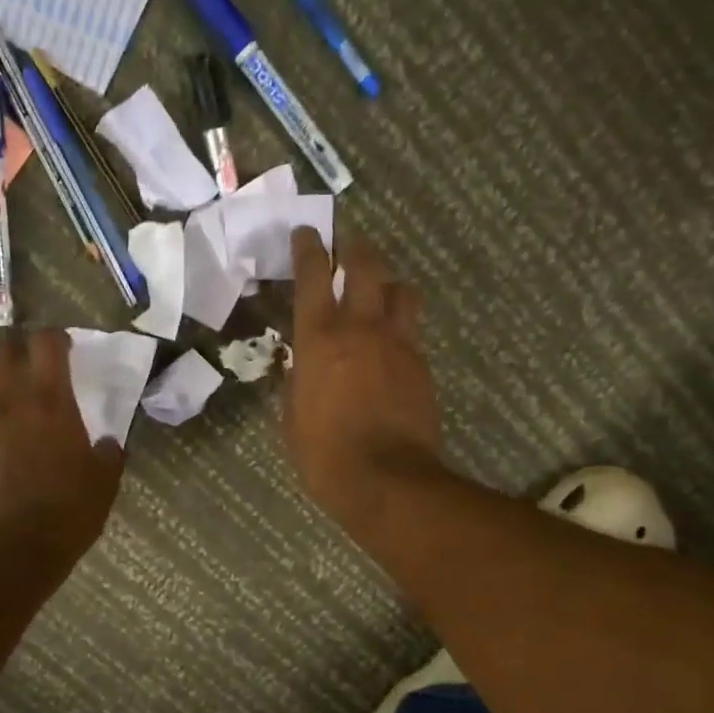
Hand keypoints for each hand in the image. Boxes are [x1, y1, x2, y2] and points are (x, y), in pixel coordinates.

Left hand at [0, 329, 123, 558]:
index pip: (46, 344)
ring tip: (8, 400)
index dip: (56, 338)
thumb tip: (111, 444)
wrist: (7, 550)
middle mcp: (9, 403)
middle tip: (29, 364)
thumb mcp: (103, 485)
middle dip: (11, 348)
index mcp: (51, 402)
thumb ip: (108, 457)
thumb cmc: (66, 512)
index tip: (66, 347)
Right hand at [283, 229, 443, 531]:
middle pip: (367, 266)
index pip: (314, 276)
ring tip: (380, 292)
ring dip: (388, 284)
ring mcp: (398, 343)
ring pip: (401, 290)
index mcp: (319, 338)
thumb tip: (299, 367)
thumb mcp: (291, 418)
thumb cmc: (324, 453)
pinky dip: (401, 325)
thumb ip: (295, 382)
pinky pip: (412, 330)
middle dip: (356, 249)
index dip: (309, 248)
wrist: (386, 479)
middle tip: (350, 245)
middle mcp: (361, 328)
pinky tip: (392, 343)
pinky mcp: (422, 365)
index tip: (307, 233)